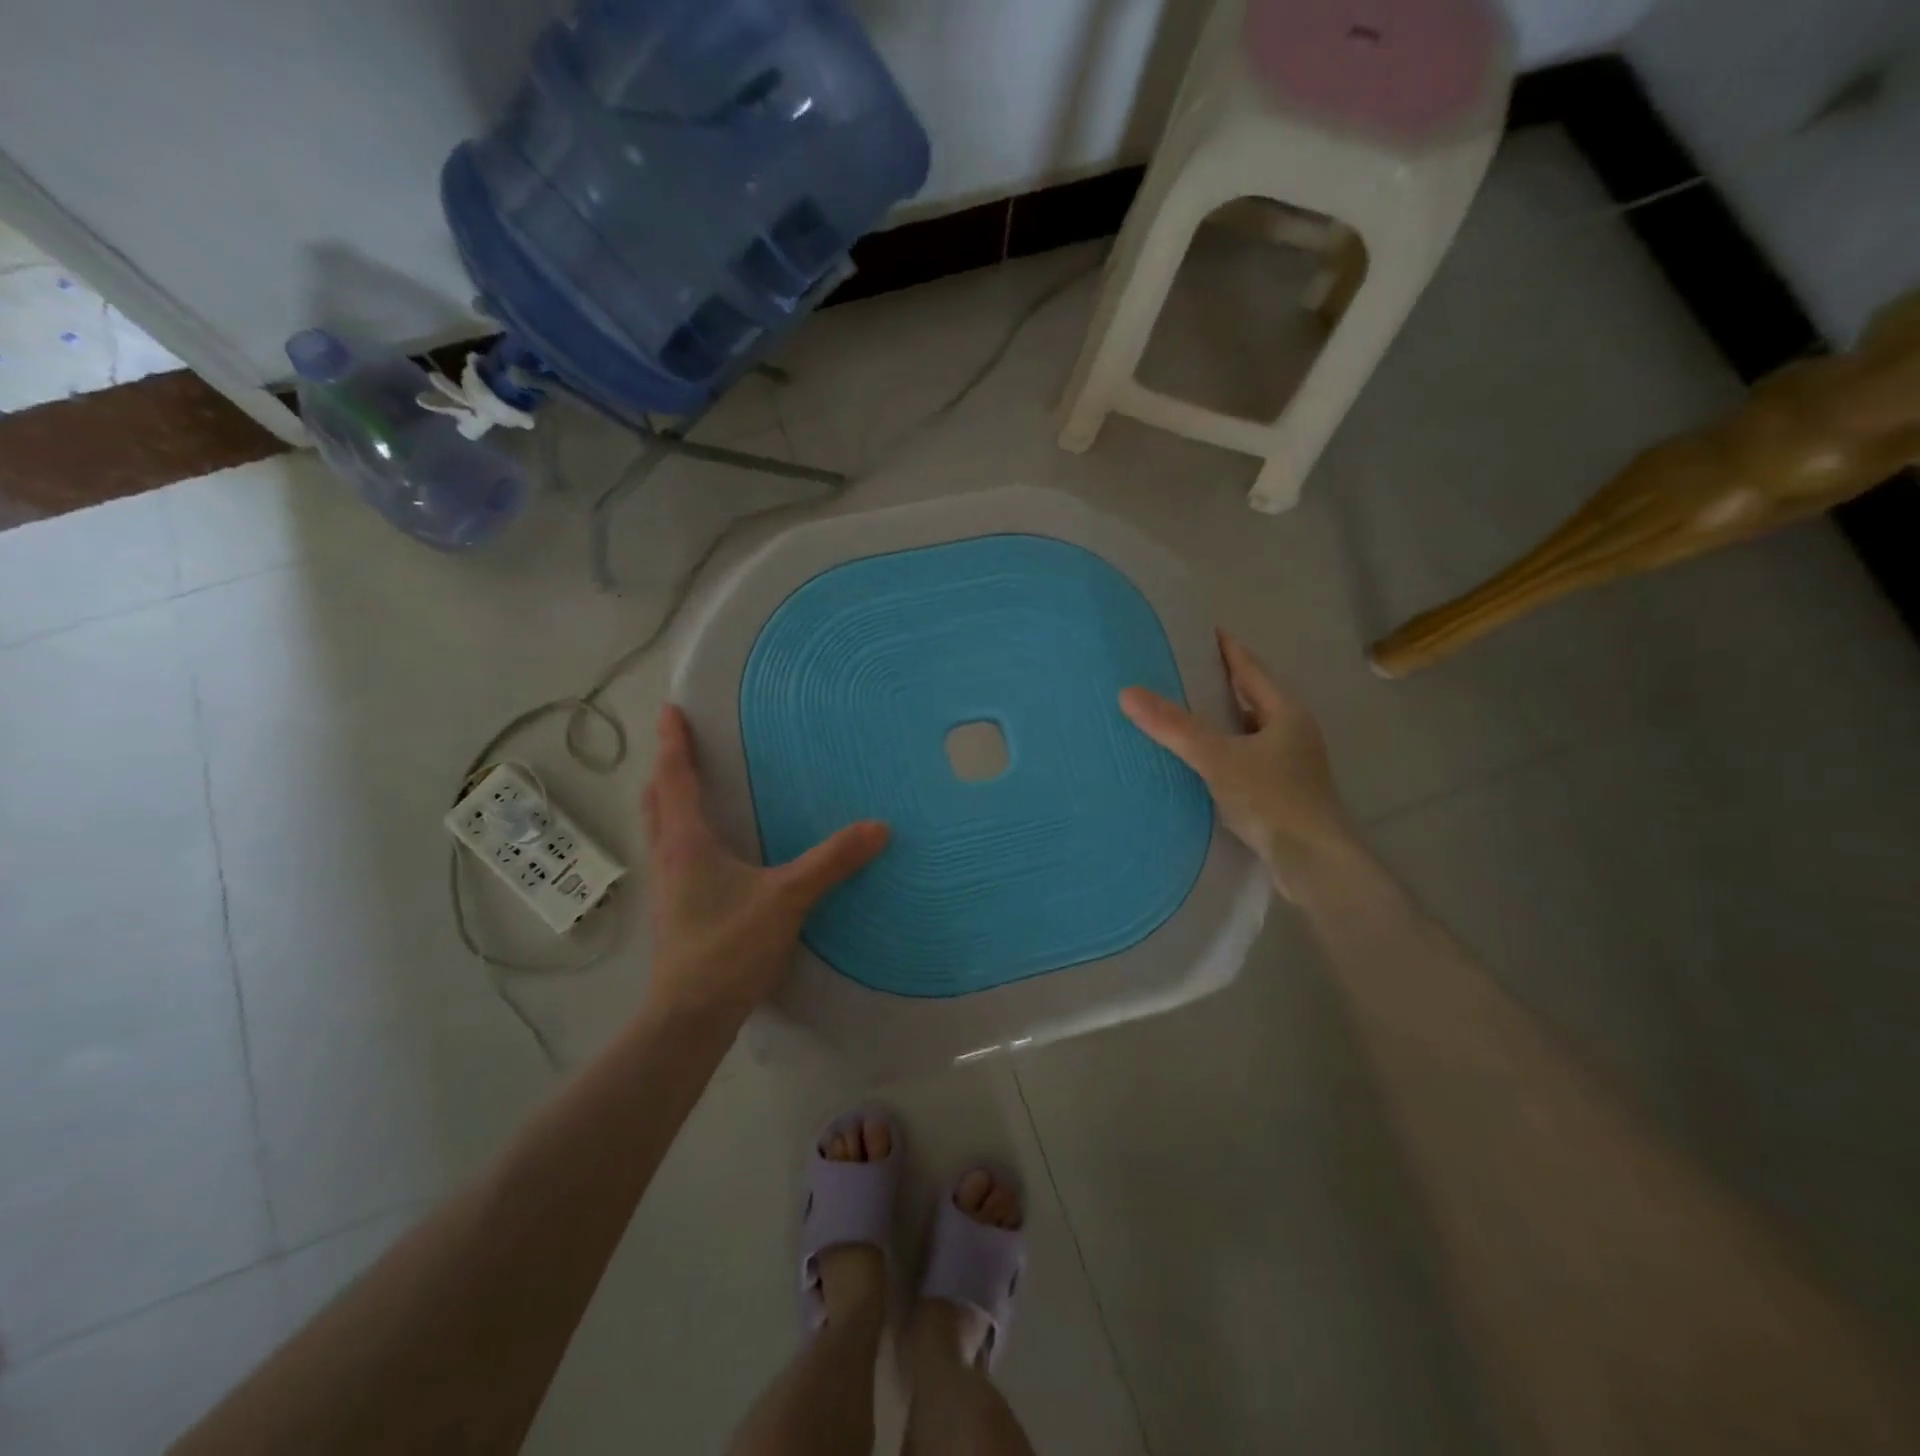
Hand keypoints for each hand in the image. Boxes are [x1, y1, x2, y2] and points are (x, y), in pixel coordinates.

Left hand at [641, 706, 888, 1022]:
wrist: (689, 1016)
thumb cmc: (728, 946)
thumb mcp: (787, 898)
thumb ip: (832, 862)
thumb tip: (878, 827)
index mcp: (686, 841)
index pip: (675, 778)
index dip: (674, 742)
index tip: (671, 709)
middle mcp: (668, 855)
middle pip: (656, 799)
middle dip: (667, 768)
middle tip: (683, 745)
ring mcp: (666, 885)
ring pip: (660, 827)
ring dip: (669, 800)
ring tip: (693, 786)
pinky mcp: (674, 908)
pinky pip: (672, 852)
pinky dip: (681, 831)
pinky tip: (709, 847)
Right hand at [1120, 631, 1358, 900]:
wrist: (1314, 863)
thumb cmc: (1272, 800)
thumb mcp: (1218, 758)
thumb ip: (1174, 727)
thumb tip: (1128, 692)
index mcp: (1285, 713)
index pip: (1251, 668)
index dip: (1227, 648)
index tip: (1204, 631)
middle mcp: (1292, 732)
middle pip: (1252, 697)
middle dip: (1221, 683)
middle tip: (1182, 670)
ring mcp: (1290, 764)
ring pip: (1249, 730)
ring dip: (1222, 720)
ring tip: (1184, 712)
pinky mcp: (1281, 792)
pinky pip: (1246, 757)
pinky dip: (1224, 750)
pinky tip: (1200, 761)